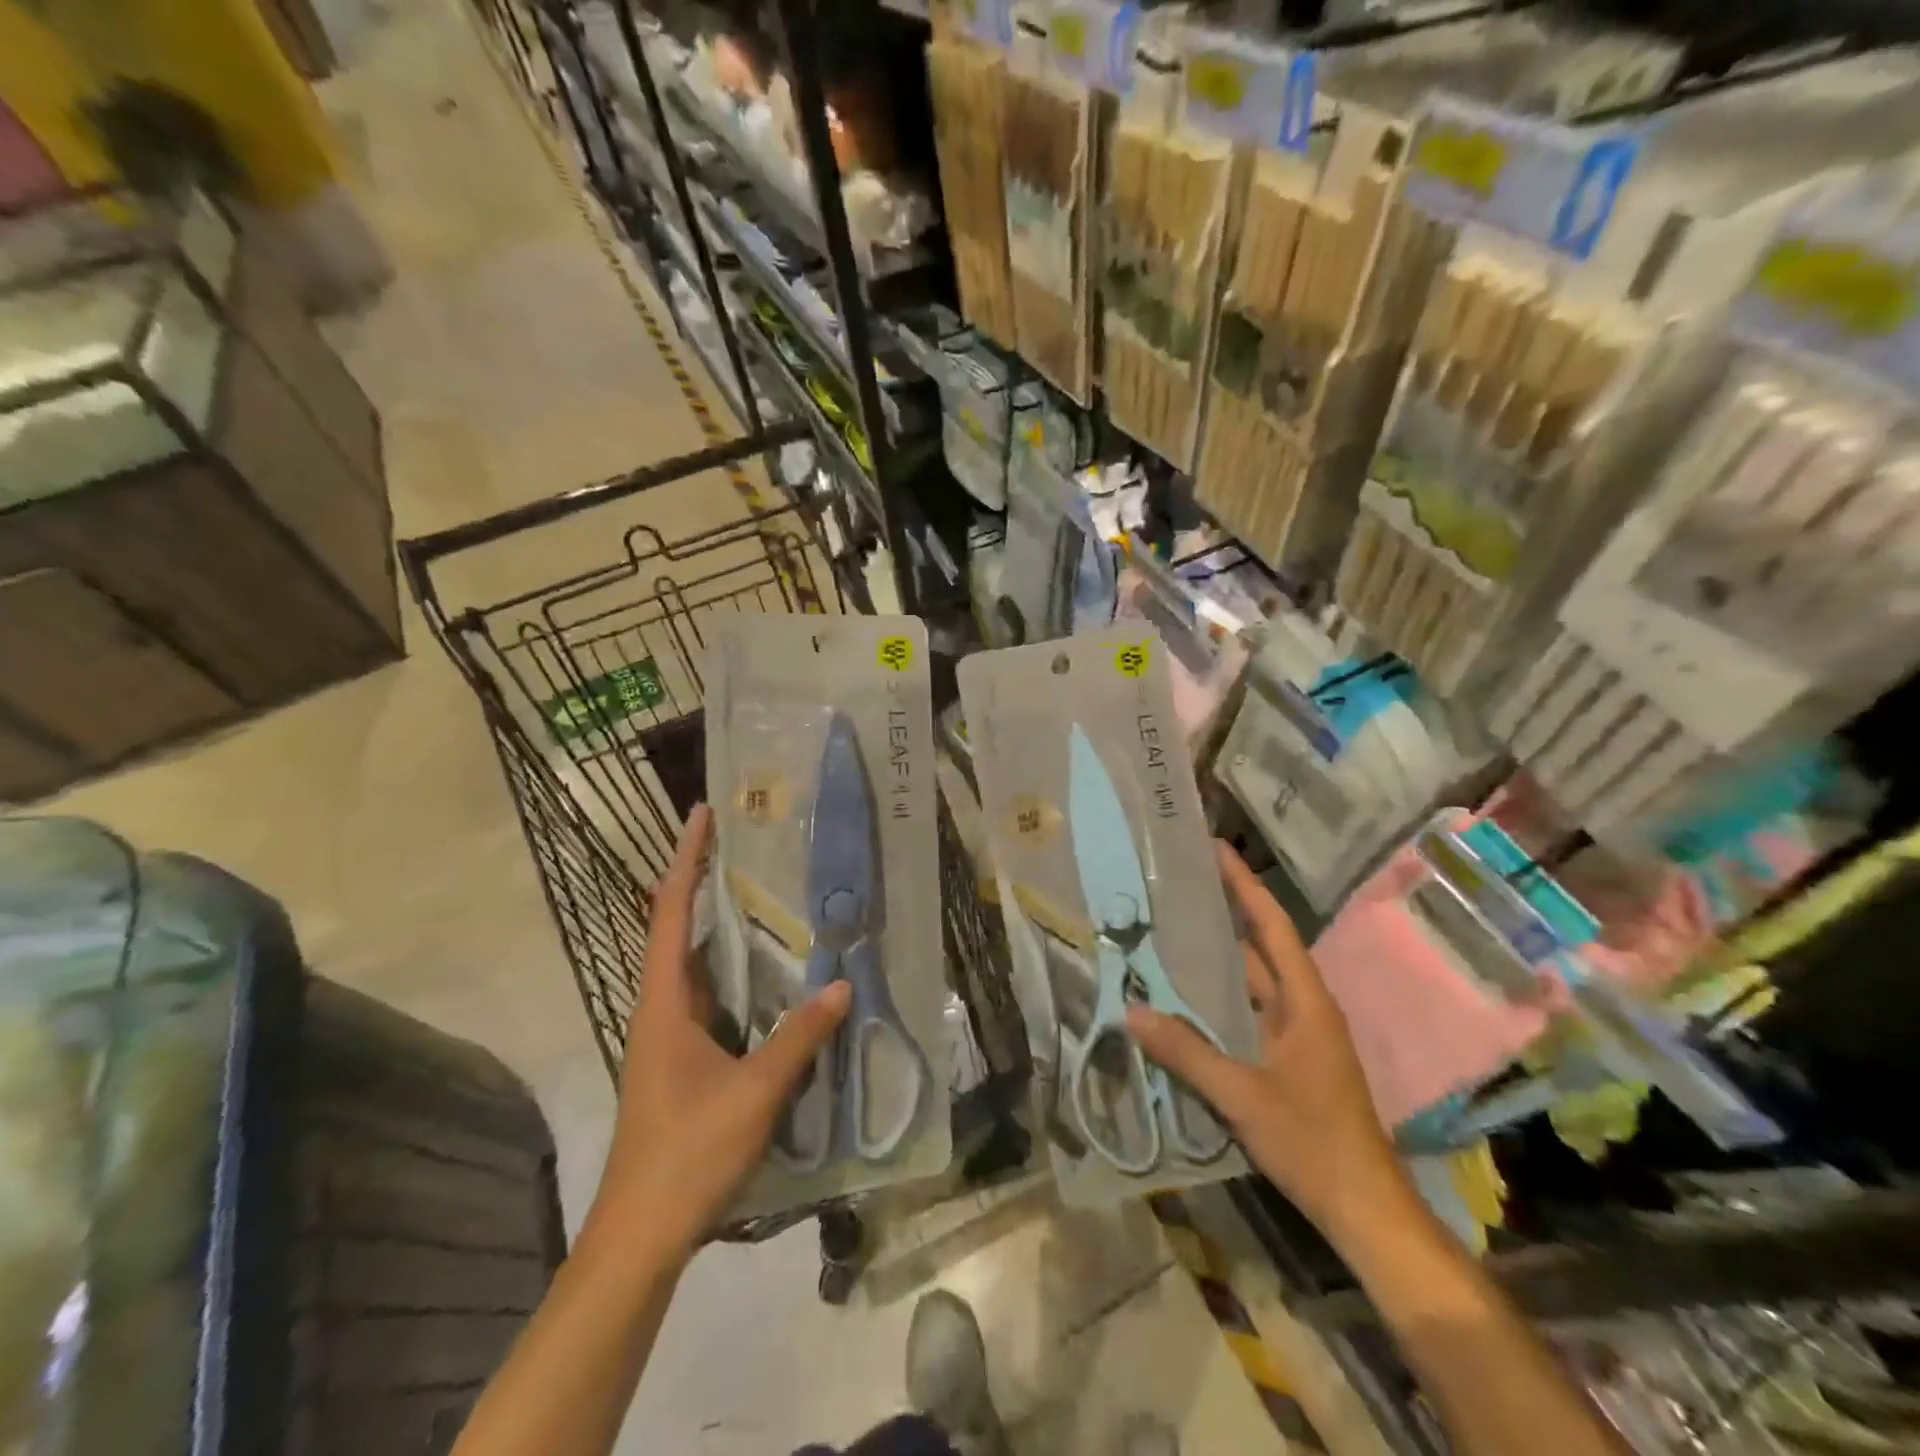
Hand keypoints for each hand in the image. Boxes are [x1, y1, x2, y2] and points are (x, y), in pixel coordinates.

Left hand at [580, 805, 850, 1266]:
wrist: (640, 1237)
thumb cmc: (686, 1154)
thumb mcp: (753, 1093)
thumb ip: (798, 1038)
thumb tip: (840, 985)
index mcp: (664, 1004)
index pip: (671, 914)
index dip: (686, 860)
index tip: (702, 815)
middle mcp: (661, 1009)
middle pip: (679, 930)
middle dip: (706, 882)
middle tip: (750, 846)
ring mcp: (669, 1038)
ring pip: (696, 966)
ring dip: (722, 928)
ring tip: (767, 895)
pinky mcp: (683, 1062)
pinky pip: (712, 1000)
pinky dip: (736, 974)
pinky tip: (772, 977)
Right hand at [1127, 843, 1413, 1246]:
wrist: (1364, 1208)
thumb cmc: (1313, 1142)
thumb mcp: (1242, 1096)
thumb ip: (1186, 1053)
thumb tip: (1131, 1012)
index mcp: (1305, 1002)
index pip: (1272, 927)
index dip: (1245, 885)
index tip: (1215, 849)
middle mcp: (1303, 1008)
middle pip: (1261, 946)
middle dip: (1224, 912)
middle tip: (1177, 885)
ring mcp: (1297, 1035)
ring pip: (1252, 981)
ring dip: (1218, 955)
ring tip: (1171, 928)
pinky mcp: (1287, 1059)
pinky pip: (1248, 1012)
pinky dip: (1219, 997)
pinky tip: (1184, 996)